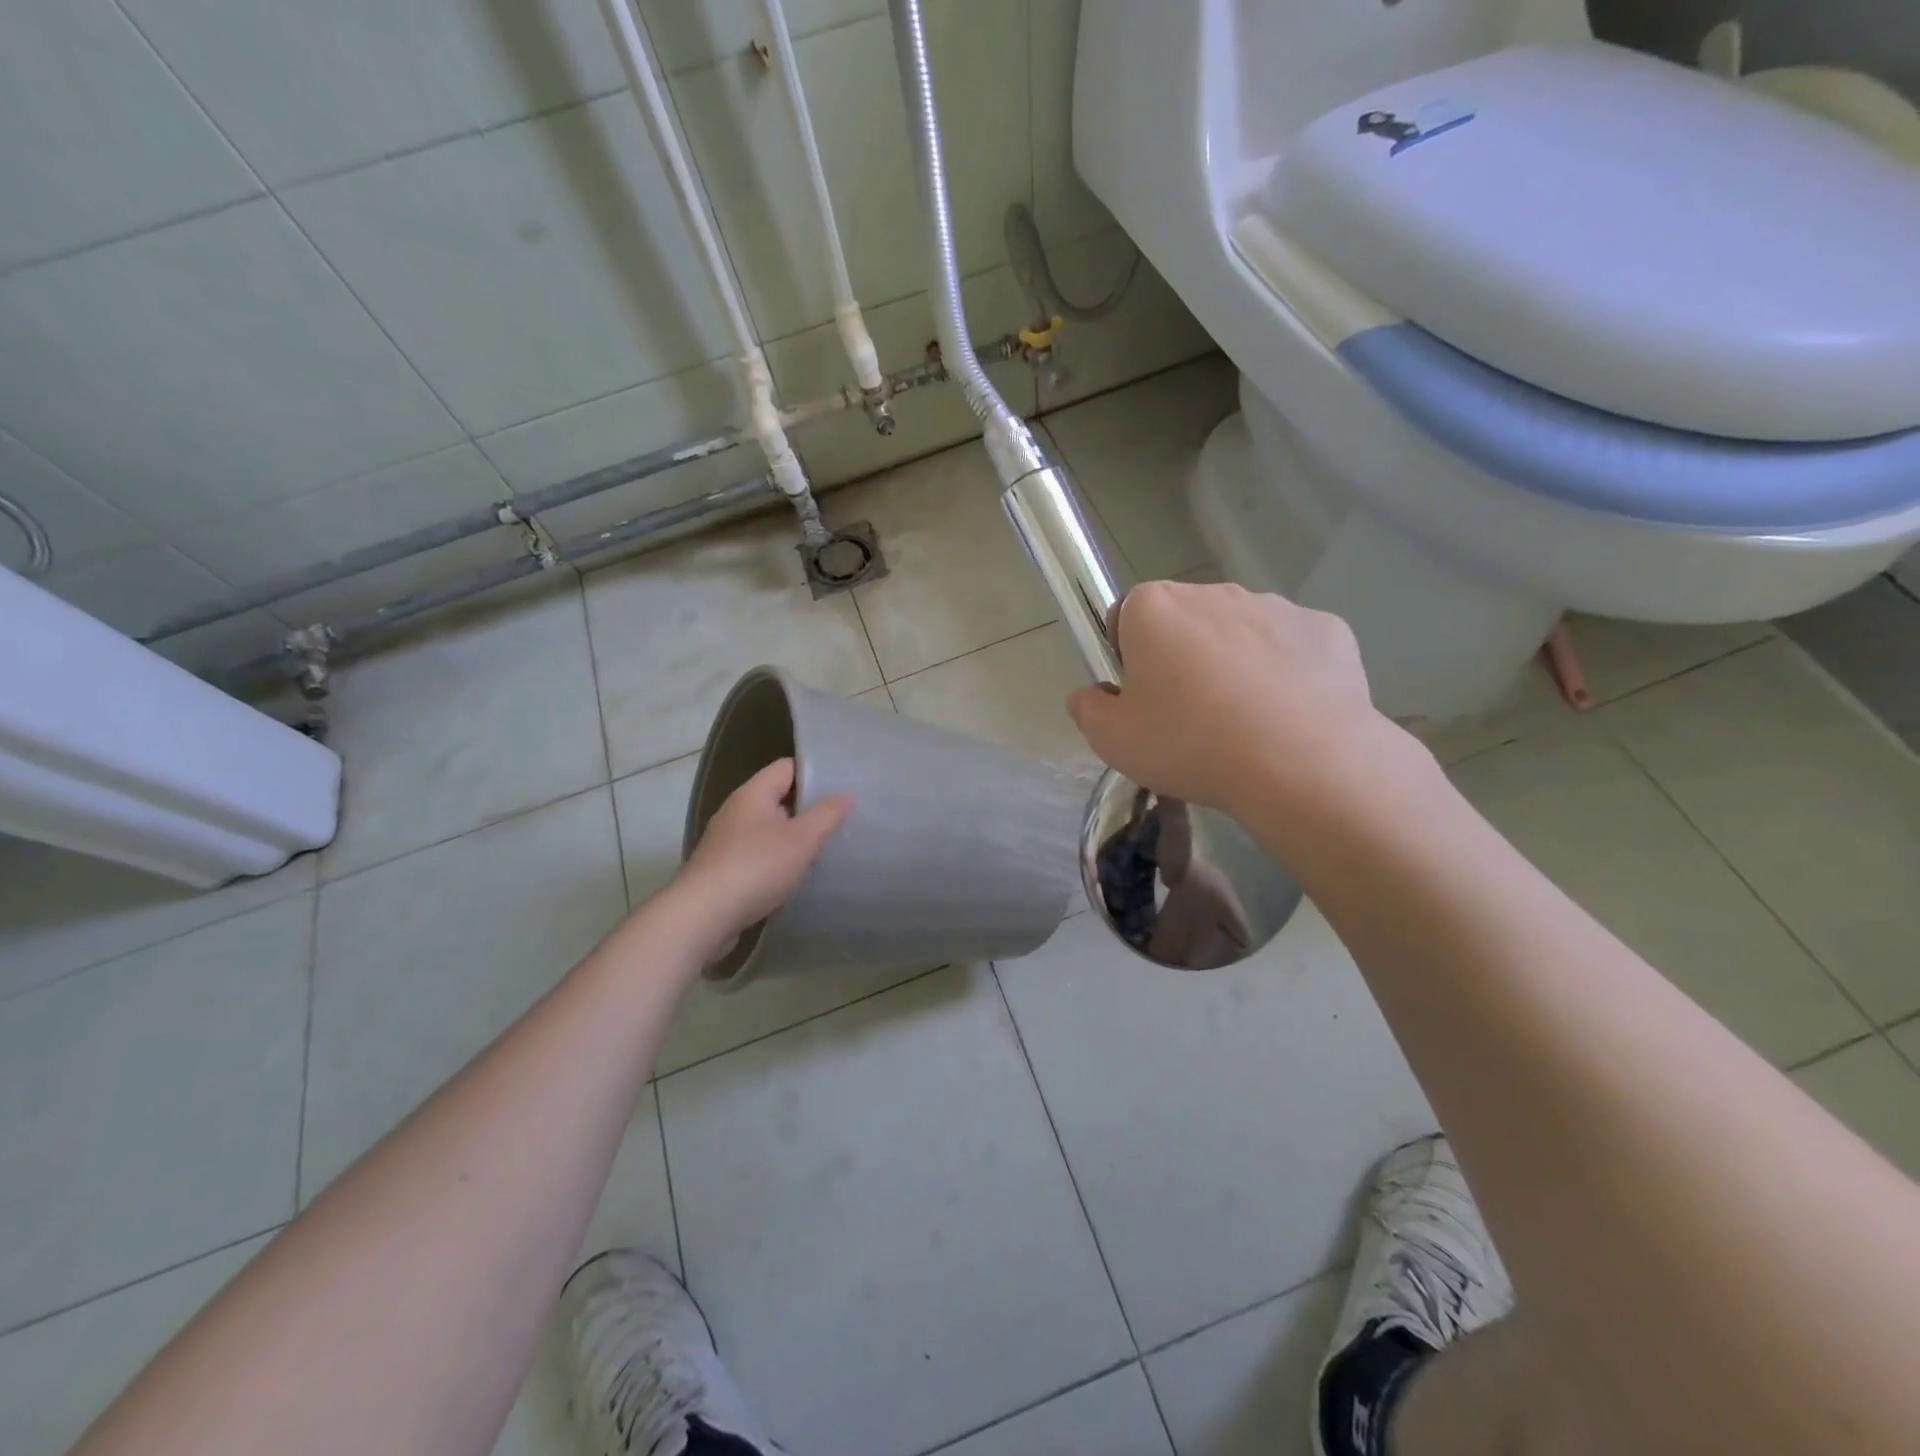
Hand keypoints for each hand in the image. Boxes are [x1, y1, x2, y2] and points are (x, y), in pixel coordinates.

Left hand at [670, 759, 851, 954]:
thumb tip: (846, 794)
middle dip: (808, 809)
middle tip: (842, 819)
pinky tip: (796, 877)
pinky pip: (758, 857)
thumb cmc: (756, 867)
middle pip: (778, 799)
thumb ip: (827, 814)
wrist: (702, 917)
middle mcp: (736, 812)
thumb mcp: (802, 838)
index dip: (815, 772)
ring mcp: (727, 843)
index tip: (843, 785)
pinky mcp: (724, 872)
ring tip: (826, 849)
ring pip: (769, 831)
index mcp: (752, 794)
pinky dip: (778, 862)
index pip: (786, 768)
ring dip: (794, 839)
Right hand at [1065, 580, 1402, 811]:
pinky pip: (1292, 648)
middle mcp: (1213, 592)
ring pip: (1239, 632)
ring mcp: (1276, 606)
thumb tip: (1090, 696)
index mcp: (1155, 608)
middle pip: (1185, 620)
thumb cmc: (1190, 744)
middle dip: (1181, 656)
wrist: (1301, 763)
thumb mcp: (1113, 741)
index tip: (1141, 696)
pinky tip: (1288, 718)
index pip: (1126, 616)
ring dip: (1233, 662)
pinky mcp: (1326, 629)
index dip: (1127, 656)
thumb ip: (1087, 710)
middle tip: (1188, 716)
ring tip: (1244, 723)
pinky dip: (1286, 673)